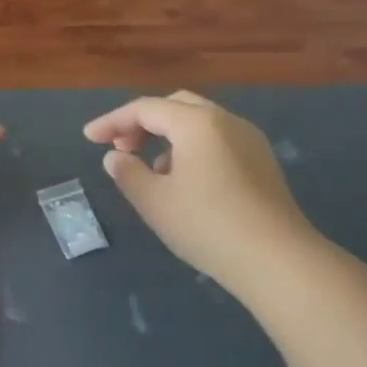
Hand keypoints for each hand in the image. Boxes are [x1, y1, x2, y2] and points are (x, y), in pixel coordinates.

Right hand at [83, 91, 318, 298]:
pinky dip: (190, 148)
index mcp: (197, 123)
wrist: (278, 261)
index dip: (112, 121)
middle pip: (175, 106)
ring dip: (167, 136)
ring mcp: (249, 141)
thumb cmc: (207, 225)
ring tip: (148, 169)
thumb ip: (127, 173)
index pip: (145, 109)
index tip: (88, 138)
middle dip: (142, 122)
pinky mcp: (262, 163)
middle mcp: (226, 121)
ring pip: (198, 123)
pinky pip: (217, 140)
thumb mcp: (153, 201)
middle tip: (120, 147)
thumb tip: (115, 158)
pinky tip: (182, 181)